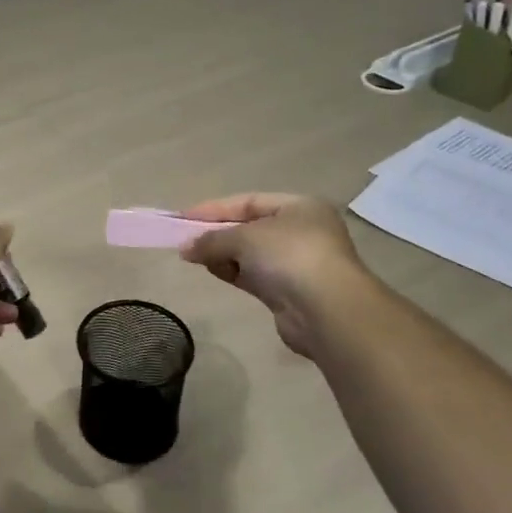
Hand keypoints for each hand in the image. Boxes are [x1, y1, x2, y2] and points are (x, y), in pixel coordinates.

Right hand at [177, 193, 380, 357]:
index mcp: (300, 207)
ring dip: (222, 254)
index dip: (215, 208)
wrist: (327, 311)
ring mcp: (296, 263)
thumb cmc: (289, 256)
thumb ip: (212, 239)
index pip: (249, 201)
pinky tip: (212, 270)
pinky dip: (232, 271)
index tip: (183, 217)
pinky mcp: (288, 292)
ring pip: (250, 253)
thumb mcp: (245, 238)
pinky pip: (253, 275)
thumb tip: (185, 248)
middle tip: (186, 240)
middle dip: (217, 233)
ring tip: (193, 257)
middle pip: (249, 227)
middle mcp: (301, 231)